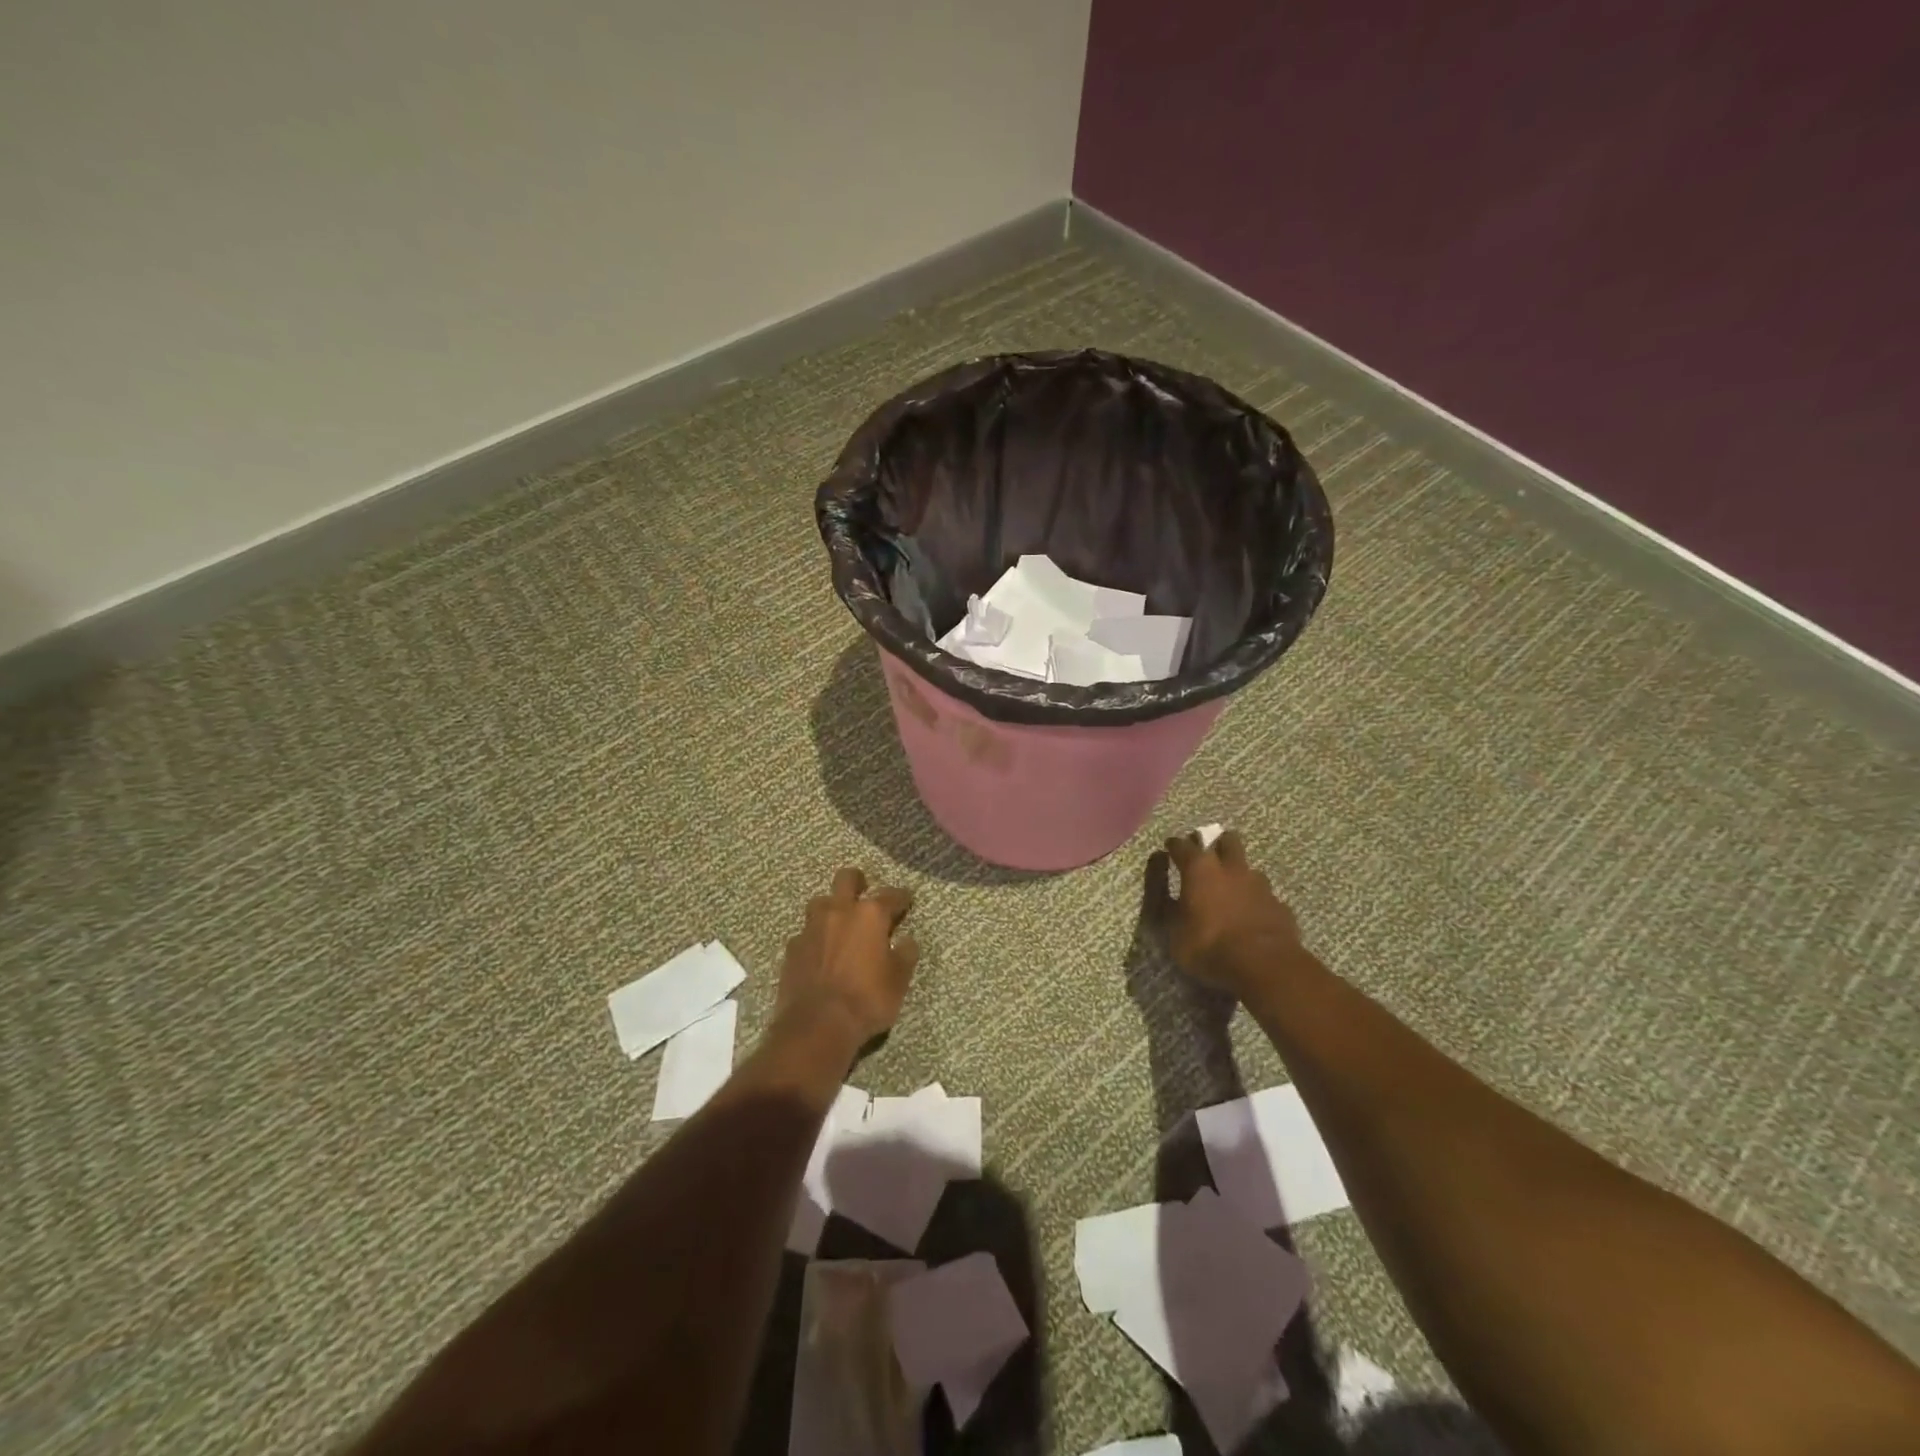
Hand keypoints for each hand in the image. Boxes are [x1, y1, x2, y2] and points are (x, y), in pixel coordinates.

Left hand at [776, 867, 918, 1048]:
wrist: (816, 1026)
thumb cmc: (866, 1000)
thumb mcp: (898, 980)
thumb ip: (905, 955)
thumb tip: (907, 940)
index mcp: (870, 915)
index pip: (891, 895)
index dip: (901, 897)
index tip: (906, 899)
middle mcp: (839, 911)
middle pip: (846, 879)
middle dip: (857, 881)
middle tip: (865, 892)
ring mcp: (811, 927)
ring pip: (821, 902)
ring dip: (832, 907)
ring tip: (839, 923)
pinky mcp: (792, 948)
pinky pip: (806, 932)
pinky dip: (816, 937)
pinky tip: (820, 952)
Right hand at [1163, 830, 1303, 997]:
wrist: (1264, 966)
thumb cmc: (1209, 946)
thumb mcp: (1173, 931)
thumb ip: (1167, 905)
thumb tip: (1163, 888)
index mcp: (1200, 869)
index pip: (1182, 846)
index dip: (1174, 846)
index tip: (1170, 848)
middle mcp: (1231, 868)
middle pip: (1227, 840)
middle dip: (1217, 844)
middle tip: (1208, 858)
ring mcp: (1260, 885)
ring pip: (1248, 868)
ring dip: (1238, 874)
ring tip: (1232, 891)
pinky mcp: (1280, 905)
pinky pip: (1265, 895)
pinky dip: (1256, 900)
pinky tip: (1252, 916)